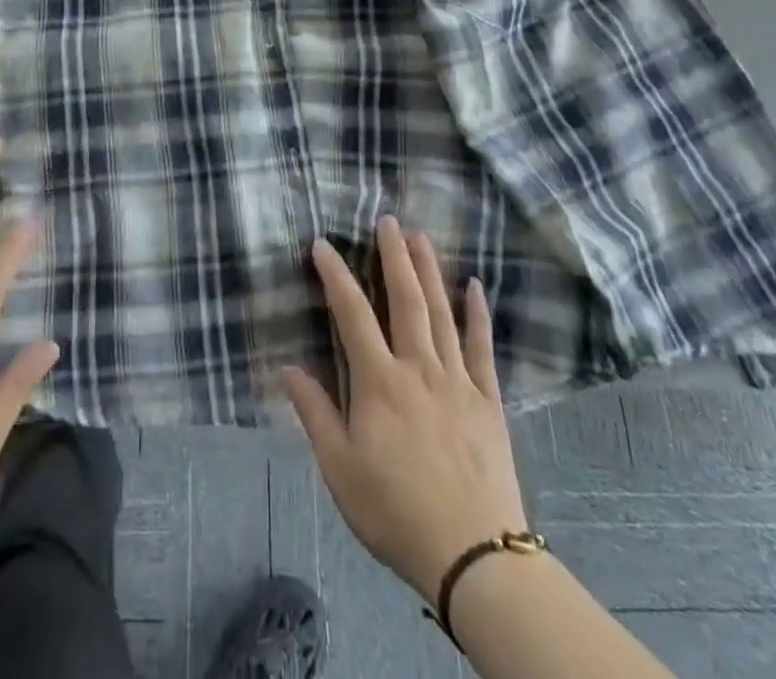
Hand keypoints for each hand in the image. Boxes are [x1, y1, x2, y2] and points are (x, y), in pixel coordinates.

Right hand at [281, 217, 529, 600]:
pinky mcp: (488, 399)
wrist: (473, 555)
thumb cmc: (395, 511)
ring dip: (429, 271)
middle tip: (388, 220)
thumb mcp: (340, 469)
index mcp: (379, 382)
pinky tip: (474, 286)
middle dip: (394, 256)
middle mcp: (418, 367)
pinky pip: (483, 347)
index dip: (335, 275)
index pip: (352, 314)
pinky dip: (477, 313)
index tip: (322, 244)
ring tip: (420, 237)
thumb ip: (314, 413)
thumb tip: (287, 366)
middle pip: (405, 299)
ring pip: (441, 312)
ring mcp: (457, 380)